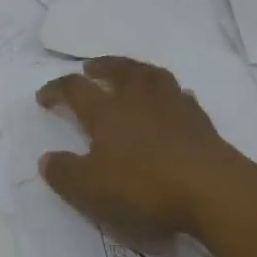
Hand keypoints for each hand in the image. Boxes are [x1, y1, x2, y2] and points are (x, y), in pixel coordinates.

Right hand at [36, 57, 256, 240]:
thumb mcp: (92, 189)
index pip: (75, 89)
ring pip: (150, 75)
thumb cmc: (144, 188)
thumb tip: (46, 159)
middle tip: (90, 67)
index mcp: (106, 112)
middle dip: (101, 66)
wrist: (212, 190)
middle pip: (117, 70)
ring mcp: (172, 105)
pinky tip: (171, 100)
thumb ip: (65, 173)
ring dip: (135, 69)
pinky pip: (180, 95)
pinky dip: (169, 92)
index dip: (56, 89)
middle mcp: (137, 99)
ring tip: (130, 72)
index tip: (44, 96)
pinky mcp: (199, 119)